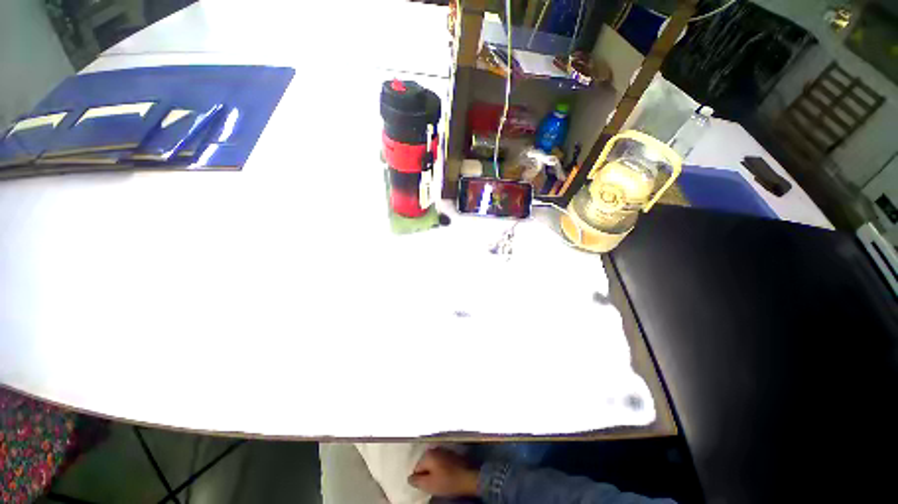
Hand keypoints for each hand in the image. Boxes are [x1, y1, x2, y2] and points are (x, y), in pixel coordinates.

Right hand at [408, 448, 478, 497]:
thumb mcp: (429, 484)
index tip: (425, 486)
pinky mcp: (451, 454)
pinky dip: (441, 468)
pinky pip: (441, 462)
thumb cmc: (447, 481)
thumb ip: (417, 481)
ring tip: (439, 481)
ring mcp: (444, 450)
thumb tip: (409, 478)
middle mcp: (435, 448)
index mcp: (428, 454)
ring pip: (433, 463)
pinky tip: (445, 476)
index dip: (419, 479)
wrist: (468, 477)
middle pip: (425, 464)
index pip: (416, 468)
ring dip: (434, 471)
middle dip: (426, 473)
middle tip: (432, 484)